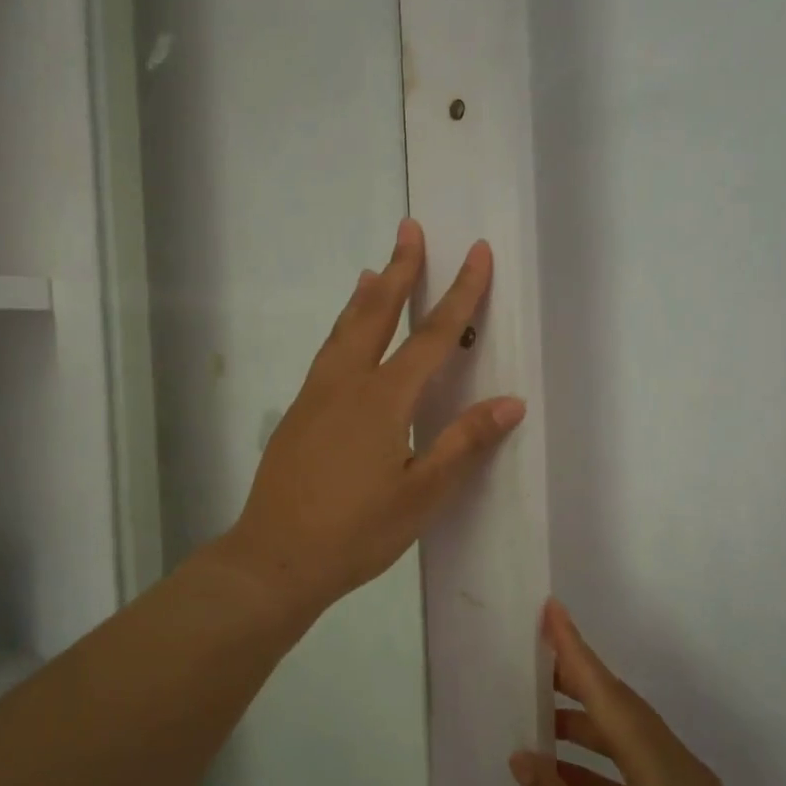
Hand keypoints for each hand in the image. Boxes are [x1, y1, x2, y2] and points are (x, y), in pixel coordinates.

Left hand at [224, 218, 525, 618]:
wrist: (275, 557)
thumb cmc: (356, 532)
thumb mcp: (421, 495)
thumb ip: (463, 443)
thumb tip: (510, 401)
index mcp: (383, 399)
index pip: (432, 335)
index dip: (460, 293)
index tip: (477, 253)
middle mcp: (347, 383)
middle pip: (377, 313)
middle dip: (400, 269)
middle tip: (409, 228)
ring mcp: (316, 396)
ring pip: (344, 330)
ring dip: (365, 296)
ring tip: (374, 269)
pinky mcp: (298, 413)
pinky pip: (327, 353)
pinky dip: (343, 328)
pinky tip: (344, 338)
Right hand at [511, 600, 785, 785]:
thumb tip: (527, 757)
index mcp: (666, 780)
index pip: (611, 699)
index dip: (576, 653)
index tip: (552, 611)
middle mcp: (685, 777)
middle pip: (626, 713)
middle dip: (579, 683)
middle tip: (534, 660)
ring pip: (633, 744)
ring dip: (589, 730)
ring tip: (541, 720)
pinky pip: (642, 776)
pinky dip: (605, 769)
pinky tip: (568, 778)